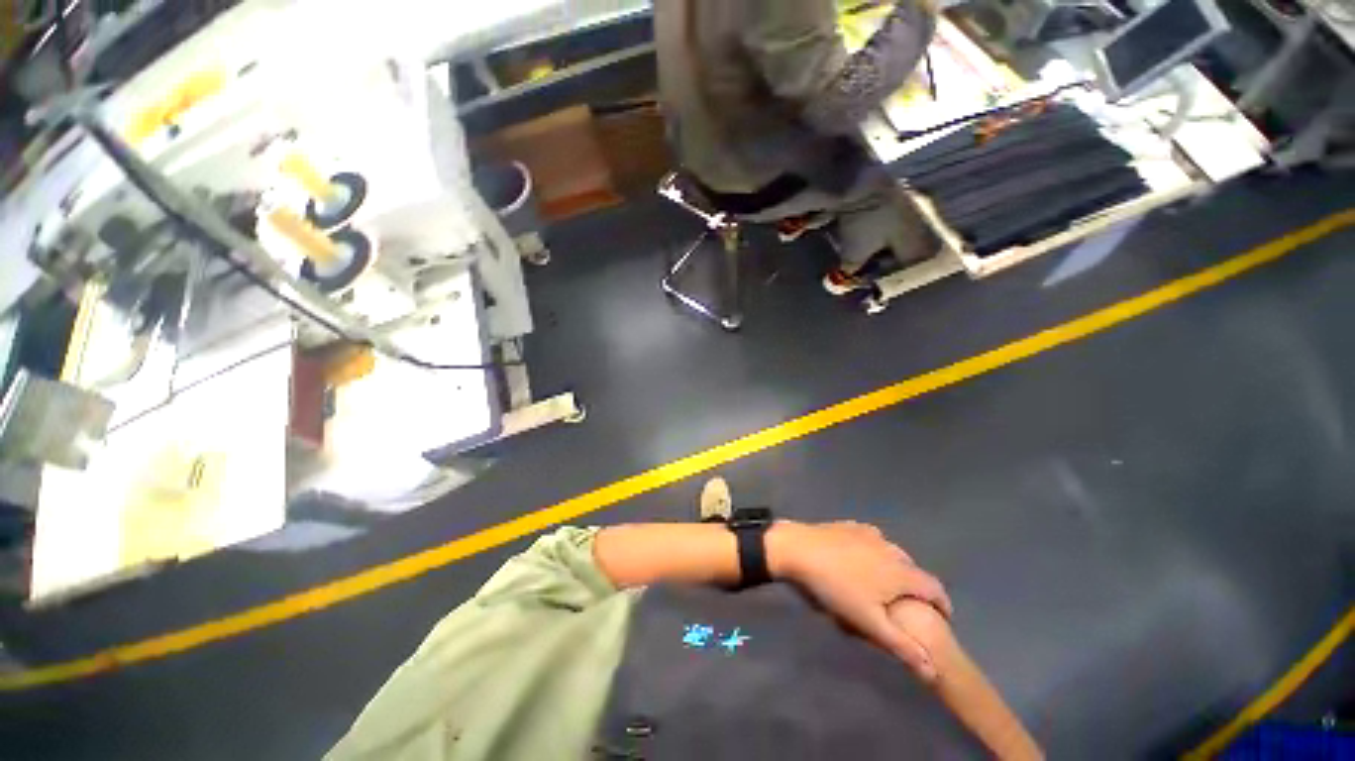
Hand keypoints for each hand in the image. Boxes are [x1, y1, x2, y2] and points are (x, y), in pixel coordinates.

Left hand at [768, 521, 952, 680]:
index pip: (935, 589)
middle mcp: (890, 548)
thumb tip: (933, 670)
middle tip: (906, 605)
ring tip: (883, 583)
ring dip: (895, 568)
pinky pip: (872, 540)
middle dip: (916, 587)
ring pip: (892, 553)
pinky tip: (861, 560)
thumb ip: (902, 646)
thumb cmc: (835, 588)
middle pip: (914, 570)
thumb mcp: (868, 623)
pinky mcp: (850, 525)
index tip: (941, 619)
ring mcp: (869, 533)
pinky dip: (875, 552)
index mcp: (901, 572)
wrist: (798, 549)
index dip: (943, 605)